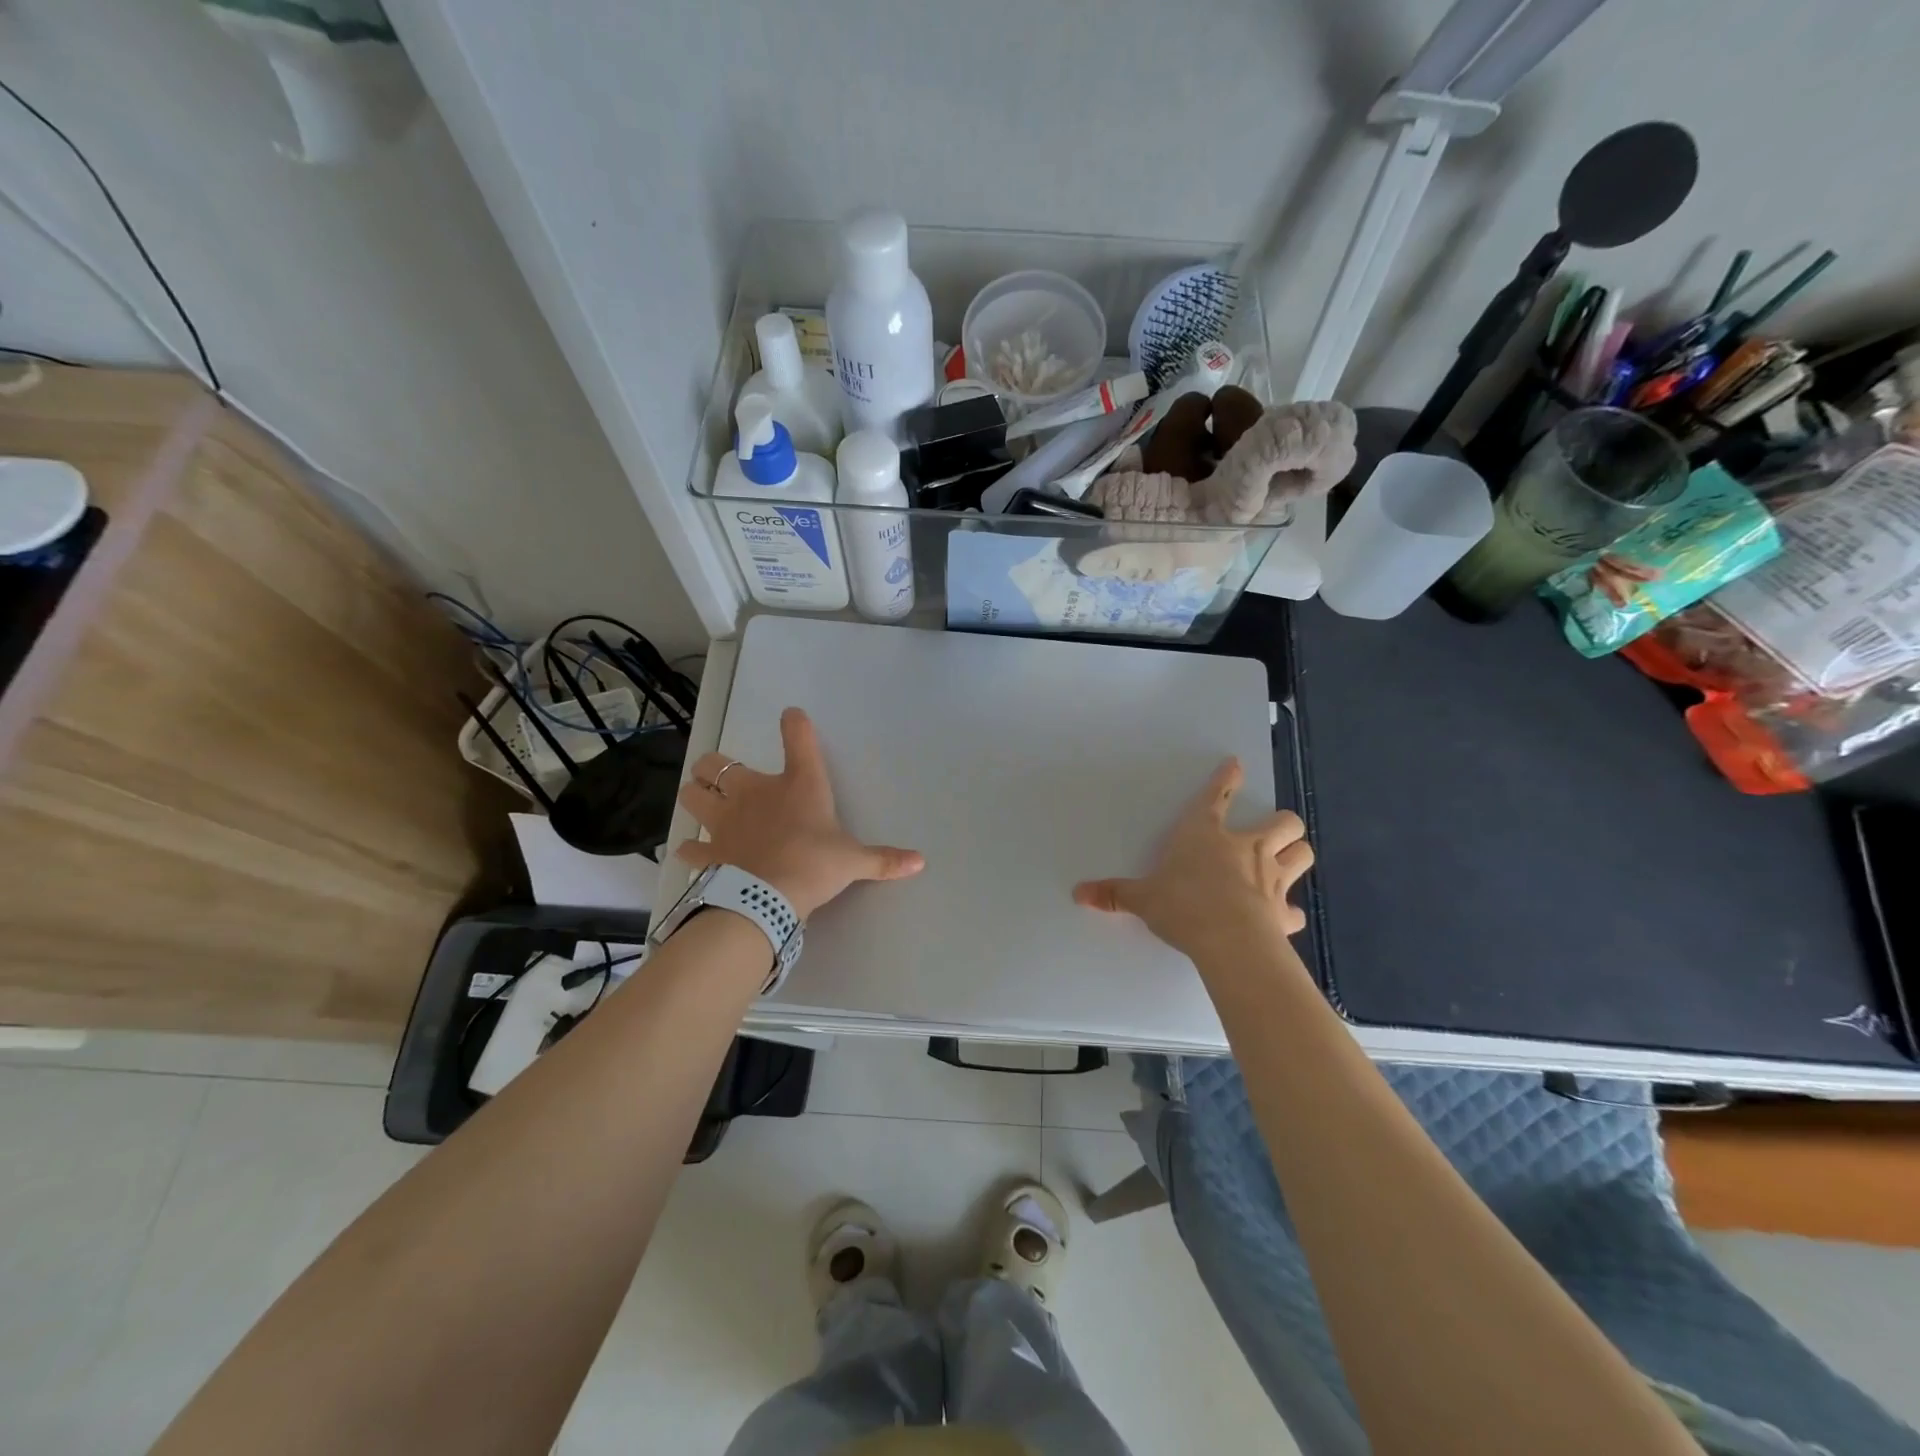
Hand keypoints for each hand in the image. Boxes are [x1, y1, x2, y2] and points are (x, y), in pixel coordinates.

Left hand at [675, 707, 923, 918]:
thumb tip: (920, 863)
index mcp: (797, 785)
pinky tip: (696, 852)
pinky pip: (690, 846)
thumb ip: (884, 859)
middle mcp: (754, 793)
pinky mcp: (710, 850)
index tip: (792, 717)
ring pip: (691, 795)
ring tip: (705, 806)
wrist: (769, 897)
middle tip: (725, 778)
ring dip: (695, 797)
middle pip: (715, 763)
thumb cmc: (815, 864)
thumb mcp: (854, 861)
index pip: (797, 737)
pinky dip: (692, 848)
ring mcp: (724, 820)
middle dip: (714, 767)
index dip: (795, 723)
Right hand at [1073, 758, 1312, 961]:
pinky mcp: (1284, 912)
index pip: (1218, 797)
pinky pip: (1296, 909)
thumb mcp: (1142, 899)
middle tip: (1273, 831)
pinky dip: (1290, 911)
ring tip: (1287, 860)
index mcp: (1206, 835)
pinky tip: (1283, 917)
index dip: (1227, 779)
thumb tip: (1078, 892)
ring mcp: (1272, 878)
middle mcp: (1246, 848)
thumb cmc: (1183, 906)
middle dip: (1283, 823)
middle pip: (1284, 822)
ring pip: (1302, 853)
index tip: (1236, 766)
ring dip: (1296, 853)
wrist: (1229, 940)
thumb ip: (1114, 894)